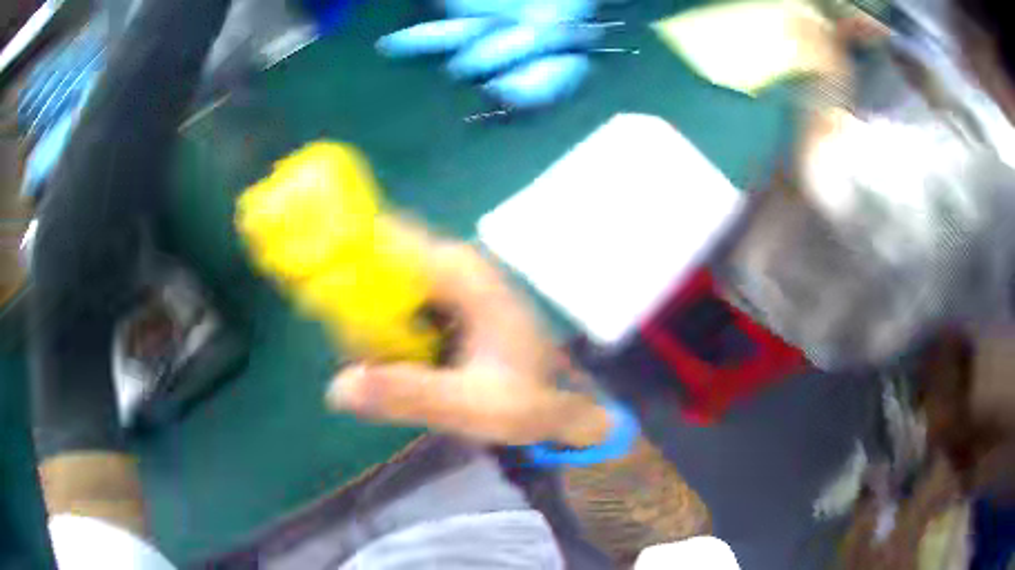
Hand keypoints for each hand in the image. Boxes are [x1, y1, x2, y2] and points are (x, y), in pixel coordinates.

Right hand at [326, 220, 611, 446]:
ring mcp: (447, 282)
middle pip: (379, 262)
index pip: (386, 240)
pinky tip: (393, 363)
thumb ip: (408, 394)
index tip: (314, 290)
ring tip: (377, 364)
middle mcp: (451, 266)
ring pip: (384, 285)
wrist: (555, 406)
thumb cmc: (526, 400)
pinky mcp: (443, 303)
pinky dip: (383, 330)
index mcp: (460, 273)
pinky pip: (397, 305)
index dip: (343, 255)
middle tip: (352, 348)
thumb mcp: (471, 405)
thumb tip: (337, 386)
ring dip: (367, 321)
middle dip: (352, 301)